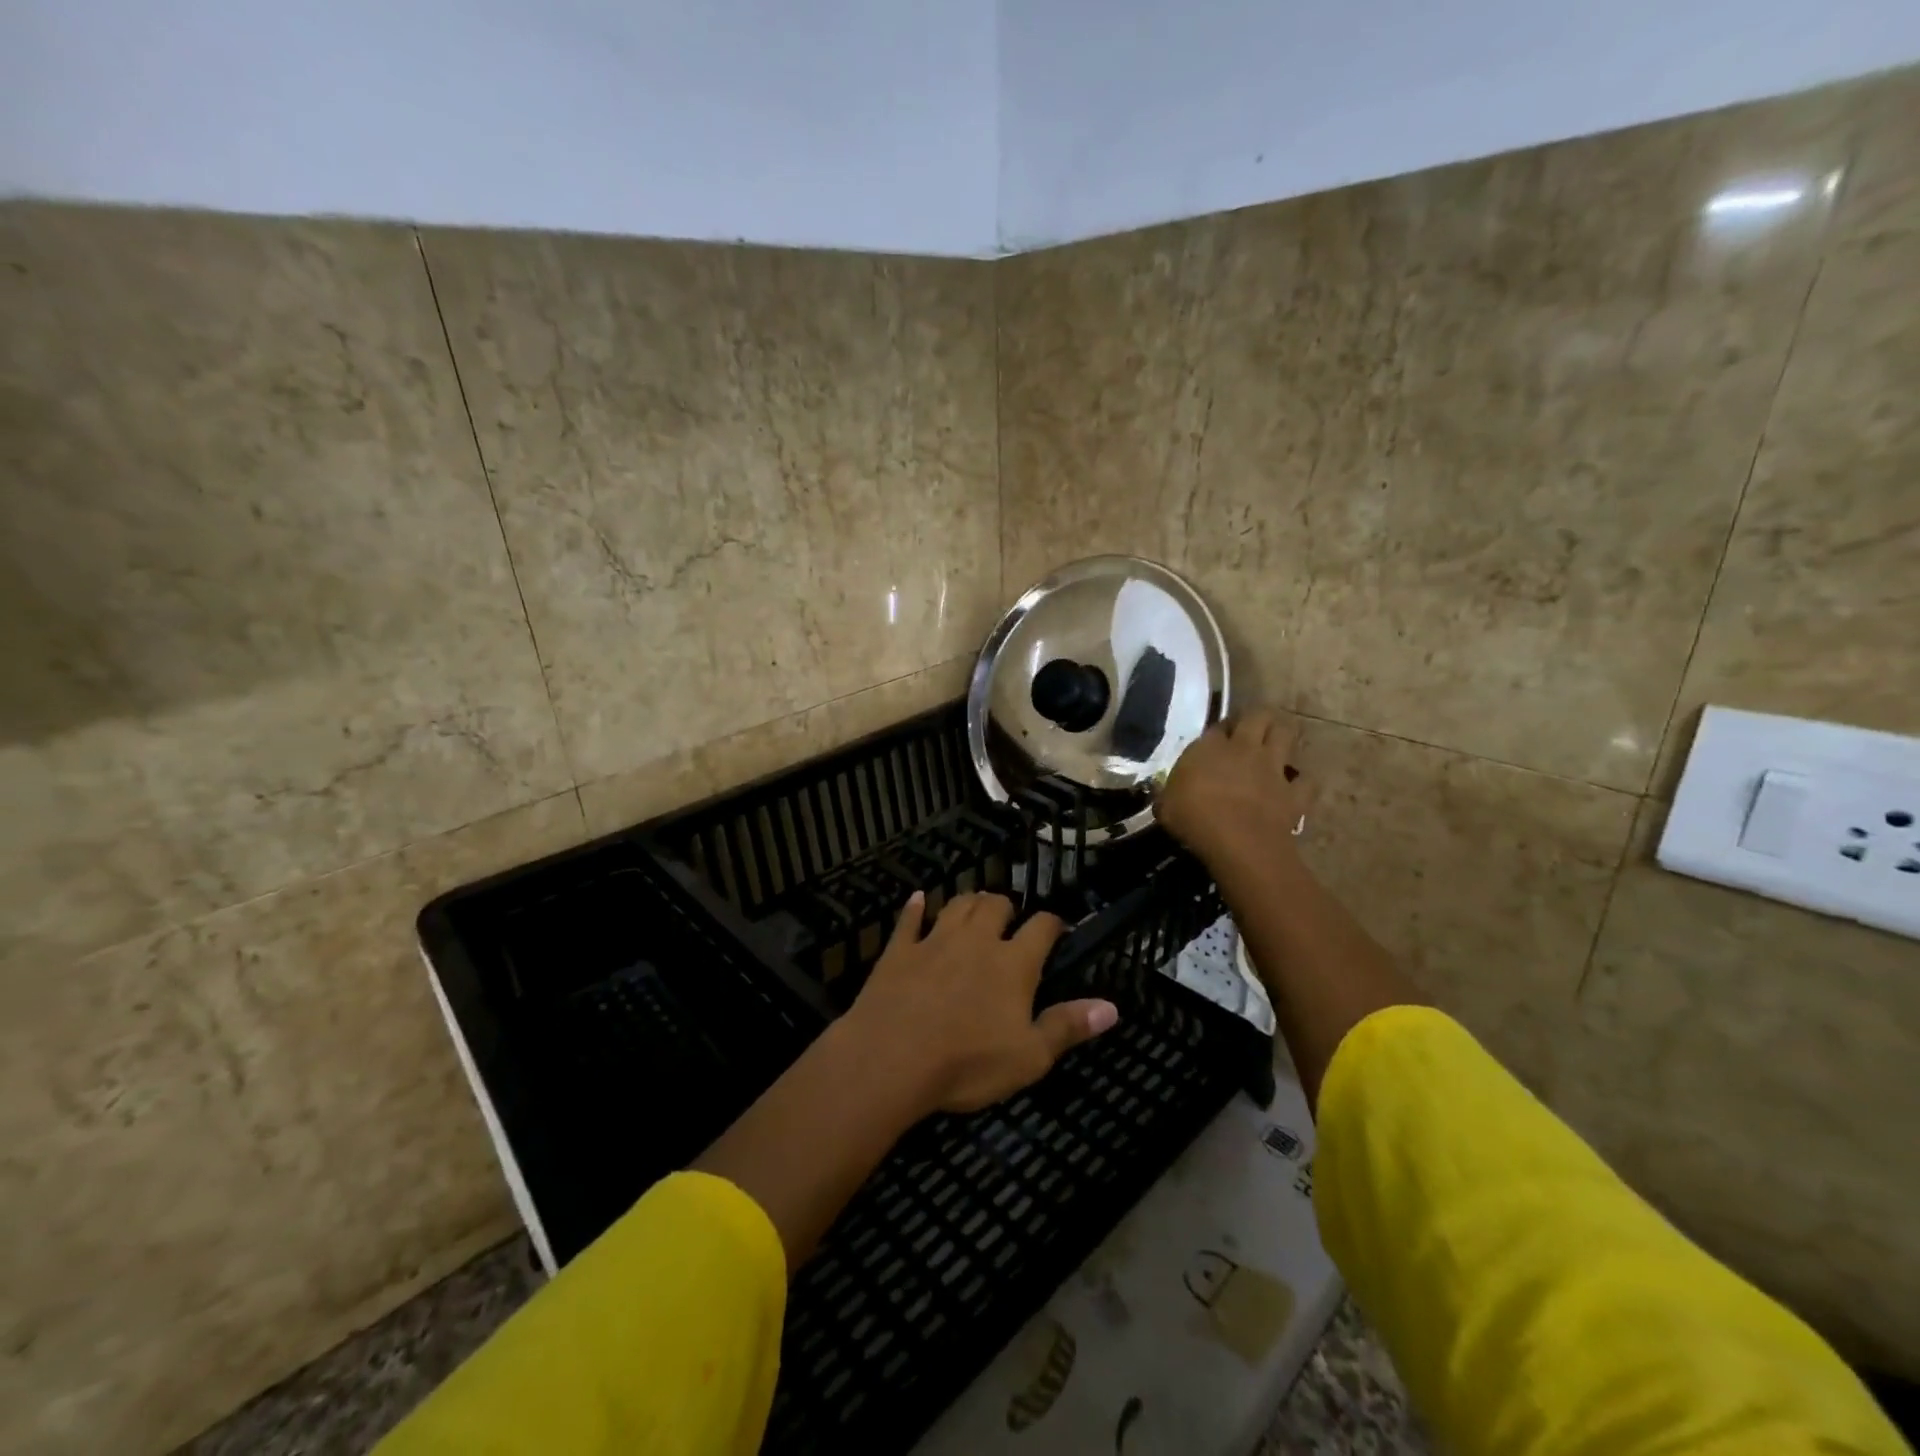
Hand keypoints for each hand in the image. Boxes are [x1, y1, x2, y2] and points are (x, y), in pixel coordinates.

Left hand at [841, 891, 1119, 1114]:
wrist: (891, 1058)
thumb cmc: (967, 1062)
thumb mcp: (1029, 1056)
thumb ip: (1068, 1027)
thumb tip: (1112, 1007)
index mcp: (1013, 963)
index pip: (1041, 928)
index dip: (1053, 923)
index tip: (1058, 928)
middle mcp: (976, 941)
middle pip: (995, 906)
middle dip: (1007, 906)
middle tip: (1010, 918)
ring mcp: (934, 941)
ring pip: (957, 905)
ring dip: (970, 902)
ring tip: (977, 905)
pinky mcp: (898, 951)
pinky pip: (909, 920)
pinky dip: (915, 908)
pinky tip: (919, 899)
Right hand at [1159, 709, 1305, 866]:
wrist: (1238, 842)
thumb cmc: (1193, 819)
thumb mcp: (1166, 805)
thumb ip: (1170, 793)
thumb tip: (1168, 795)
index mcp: (1209, 747)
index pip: (1217, 726)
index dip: (1218, 731)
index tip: (1215, 742)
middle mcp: (1244, 748)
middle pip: (1258, 715)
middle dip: (1256, 718)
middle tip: (1249, 730)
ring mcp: (1273, 768)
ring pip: (1286, 734)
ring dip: (1282, 735)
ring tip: (1276, 745)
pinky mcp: (1294, 793)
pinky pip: (1306, 781)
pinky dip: (1302, 783)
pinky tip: (1295, 788)